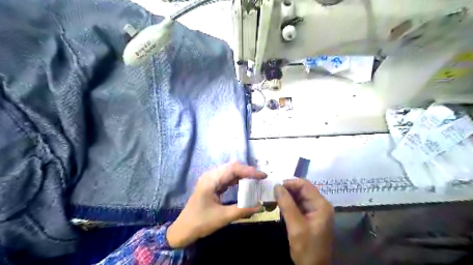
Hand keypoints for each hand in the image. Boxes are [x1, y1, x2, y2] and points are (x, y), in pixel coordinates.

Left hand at [166, 161, 265, 248]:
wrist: (183, 230)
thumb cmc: (201, 222)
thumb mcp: (223, 217)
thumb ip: (243, 210)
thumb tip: (260, 206)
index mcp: (211, 180)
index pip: (234, 169)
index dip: (250, 171)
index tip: (263, 176)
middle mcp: (211, 175)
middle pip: (232, 167)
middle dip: (248, 171)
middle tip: (261, 178)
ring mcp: (211, 180)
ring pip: (230, 172)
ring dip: (243, 175)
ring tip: (256, 180)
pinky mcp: (212, 185)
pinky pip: (227, 178)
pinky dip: (238, 180)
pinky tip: (246, 185)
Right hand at [274, 178, 335, 264]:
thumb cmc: (306, 248)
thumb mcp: (295, 226)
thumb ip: (286, 204)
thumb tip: (277, 186)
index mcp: (321, 205)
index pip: (305, 185)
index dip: (290, 183)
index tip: (275, 187)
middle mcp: (320, 204)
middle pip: (302, 189)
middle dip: (287, 189)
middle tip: (273, 193)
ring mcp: (315, 210)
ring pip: (299, 196)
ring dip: (287, 196)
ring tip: (274, 198)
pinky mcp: (310, 216)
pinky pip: (298, 204)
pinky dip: (289, 203)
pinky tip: (280, 205)